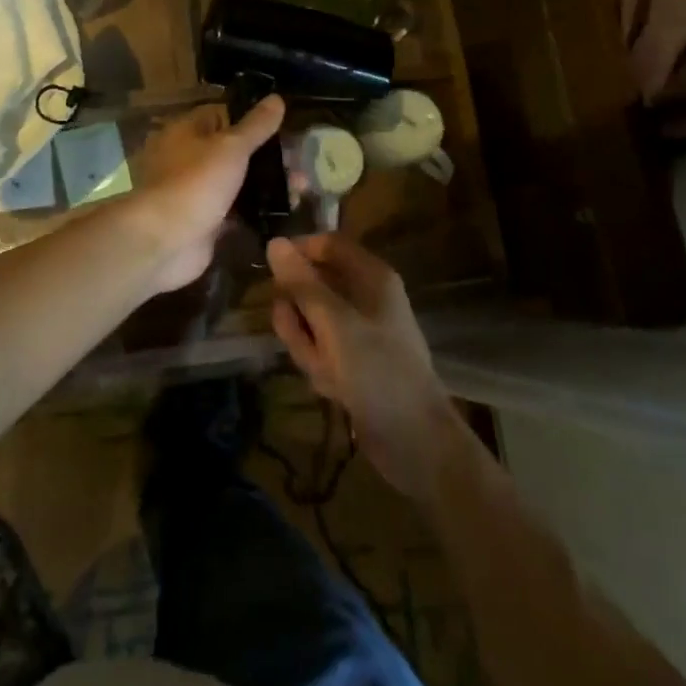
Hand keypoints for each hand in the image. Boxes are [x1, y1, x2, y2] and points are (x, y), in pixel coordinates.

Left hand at [128, 95, 285, 293]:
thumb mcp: (231, 147)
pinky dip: (256, 212)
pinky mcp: (205, 222)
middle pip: (233, 150)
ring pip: (237, 182)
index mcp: (187, 131)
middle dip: (267, 157)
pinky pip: (236, 212)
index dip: (252, 119)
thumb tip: (276, 97)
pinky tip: (286, 213)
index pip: (223, 115)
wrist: (165, 242)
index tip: (284, 127)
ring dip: (266, 186)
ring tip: (301, 190)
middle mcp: (188, 158)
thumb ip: (255, 125)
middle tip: (300, 164)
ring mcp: (197, 191)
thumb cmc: (196, 182)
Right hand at [268, 234, 461, 502]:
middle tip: (299, 334)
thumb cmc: (378, 371)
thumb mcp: (334, 323)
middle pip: (314, 284)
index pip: (326, 244)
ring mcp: (359, 330)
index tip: (270, 272)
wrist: (415, 443)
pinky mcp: (353, 360)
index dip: (298, 253)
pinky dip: (318, 365)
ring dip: (306, 343)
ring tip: (322, 369)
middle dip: (299, 312)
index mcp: (371, 276)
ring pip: (312, 320)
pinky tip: (331, 388)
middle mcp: (365, 297)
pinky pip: (321, 348)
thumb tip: (273, 242)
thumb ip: (302, 283)